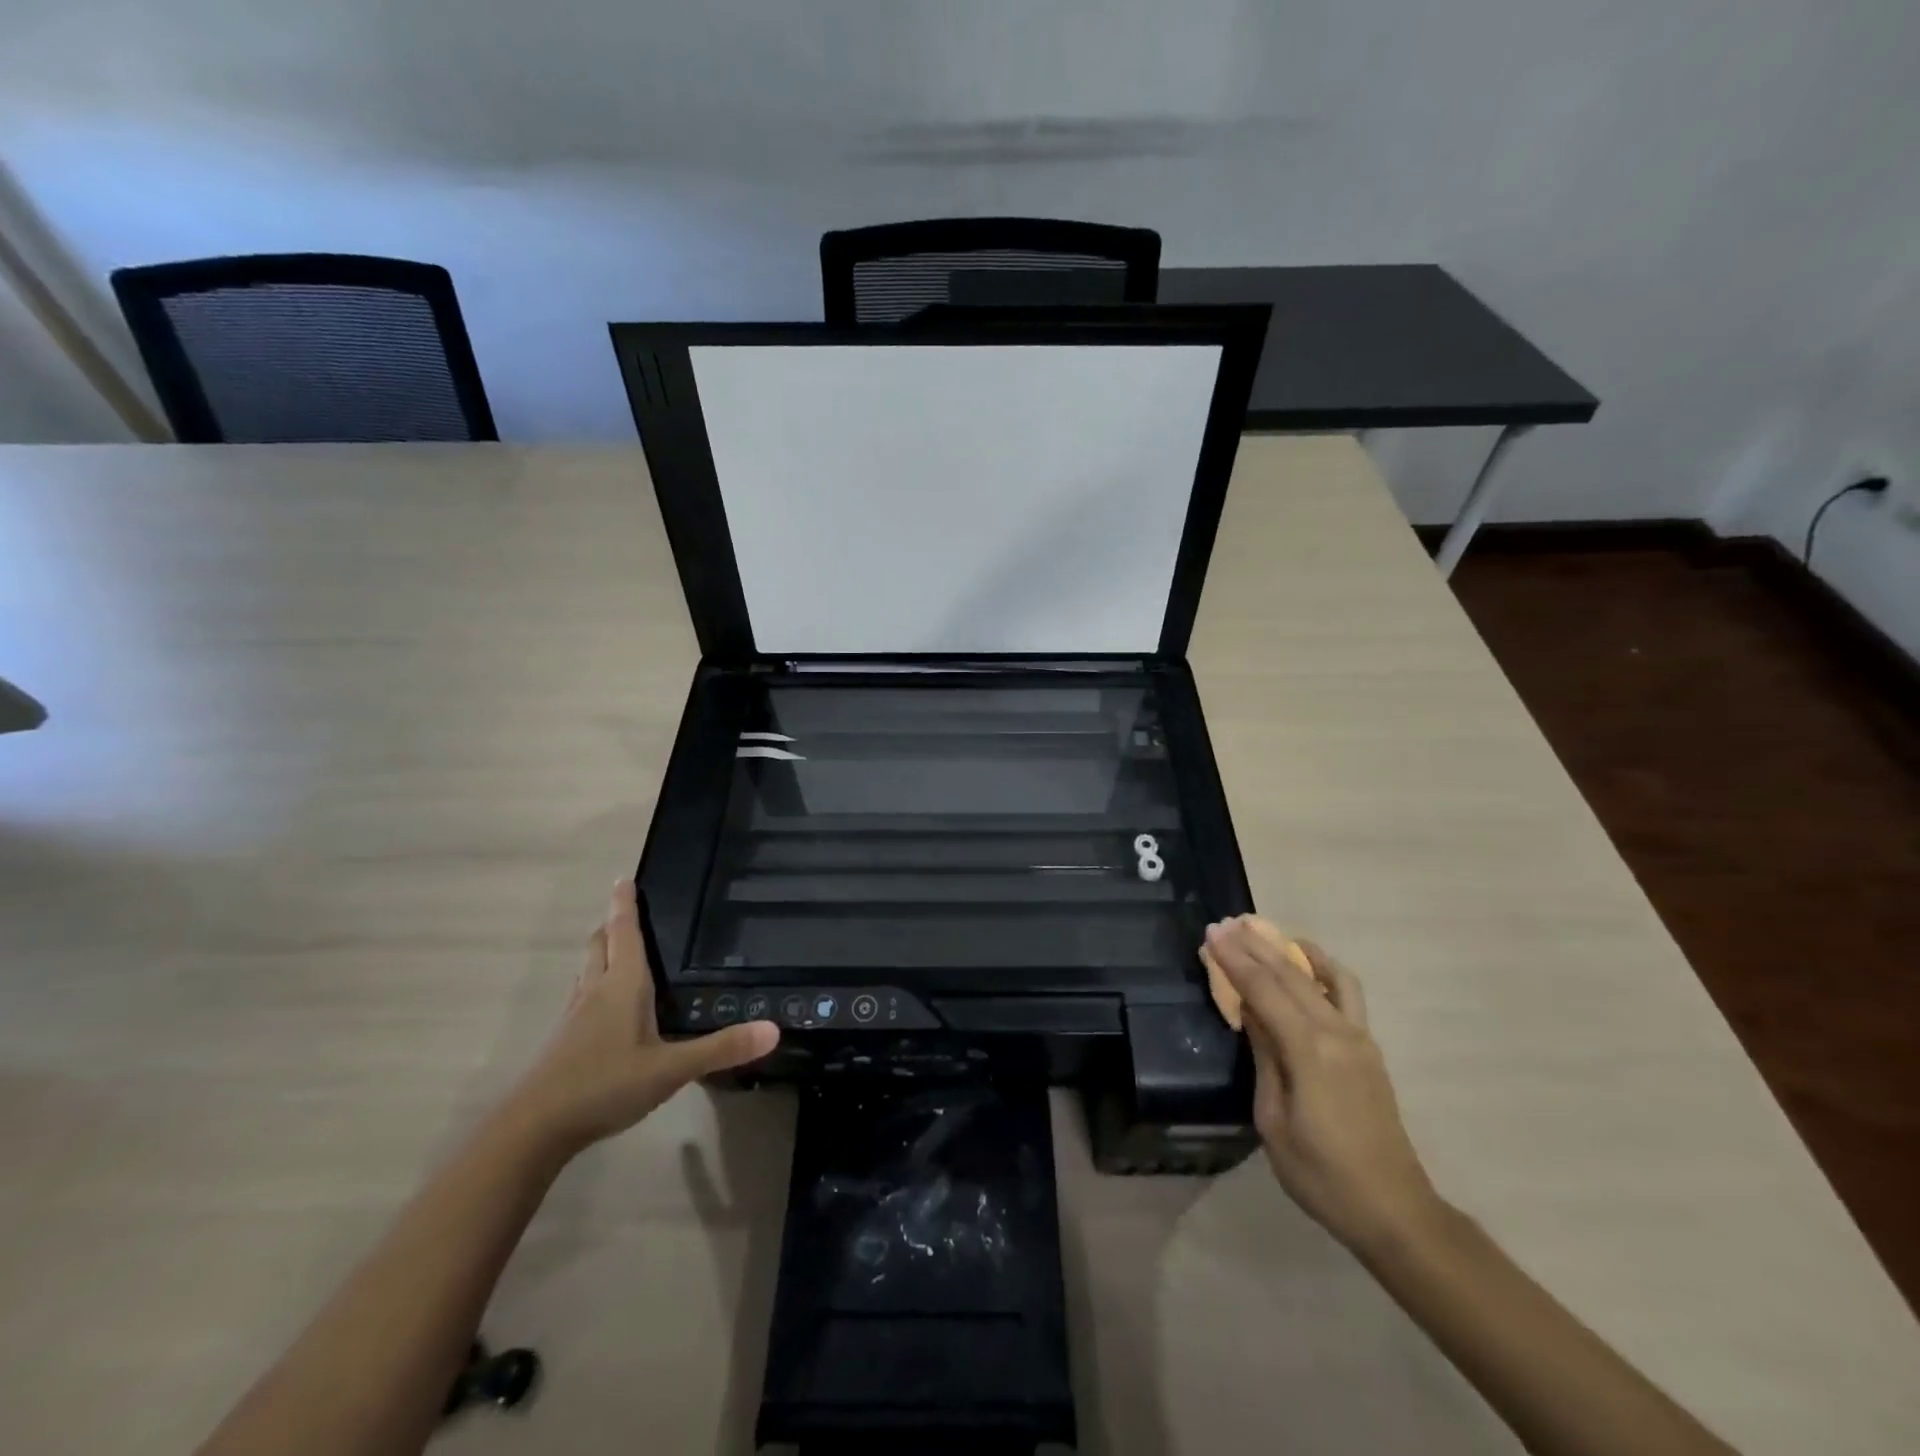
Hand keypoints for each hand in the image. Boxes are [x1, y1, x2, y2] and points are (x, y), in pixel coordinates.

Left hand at [503, 881, 778, 1160]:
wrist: (533, 1129)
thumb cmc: (604, 1085)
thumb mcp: (670, 1069)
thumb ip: (720, 1049)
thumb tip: (773, 1029)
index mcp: (622, 985)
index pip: (624, 931)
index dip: (625, 903)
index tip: (624, 877)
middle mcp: (595, 991)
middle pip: (600, 944)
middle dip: (612, 924)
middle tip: (628, 910)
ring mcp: (575, 1017)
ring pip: (588, 970)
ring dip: (602, 952)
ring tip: (621, 949)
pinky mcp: (564, 1041)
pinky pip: (583, 997)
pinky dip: (596, 984)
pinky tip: (609, 1007)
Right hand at [1204, 917, 1444, 1256]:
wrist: (1394, 1211)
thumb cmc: (1322, 1174)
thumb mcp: (1273, 1120)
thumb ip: (1264, 1057)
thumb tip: (1250, 1011)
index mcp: (1309, 1050)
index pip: (1263, 990)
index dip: (1234, 960)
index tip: (1211, 933)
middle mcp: (1337, 1032)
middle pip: (1291, 975)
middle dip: (1255, 946)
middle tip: (1225, 925)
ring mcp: (1358, 1038)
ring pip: (1321, 976)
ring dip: (1289, 950)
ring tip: (1263, 932)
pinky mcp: (1368, 1048)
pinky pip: (1346, 993)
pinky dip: (1323, 969)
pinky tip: (1306, 963)